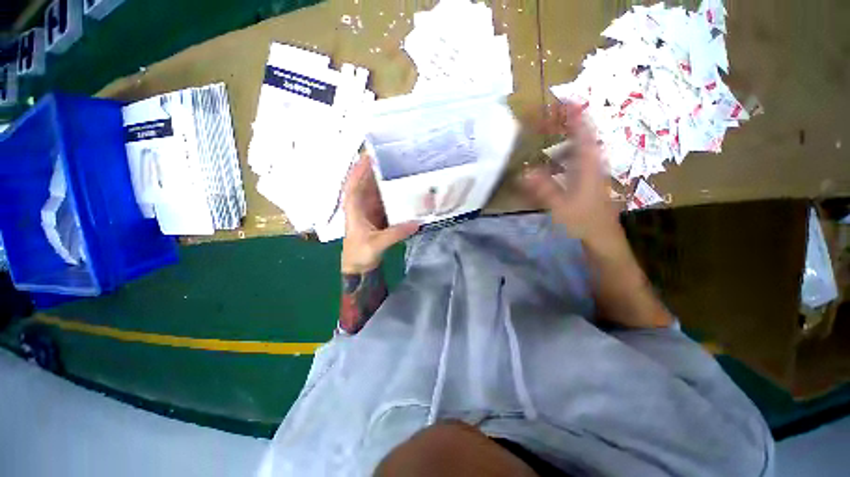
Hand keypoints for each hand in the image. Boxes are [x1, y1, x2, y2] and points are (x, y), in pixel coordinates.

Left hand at [341, 155, 419, 273]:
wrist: (360, 267)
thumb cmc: (360, 254)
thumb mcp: (376, 244)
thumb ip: (395, 233)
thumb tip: (417, 223)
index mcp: (354, 208)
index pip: (353, 182)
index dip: (359, 168)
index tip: (370, 154)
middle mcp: (361, 204)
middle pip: (366, 182)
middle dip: (376, 168)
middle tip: (393, 155)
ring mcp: (370, 209)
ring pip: (377, 189)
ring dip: (386, 179)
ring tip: (401, 166)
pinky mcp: (379, 214)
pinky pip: (386, 199)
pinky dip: (393, 193)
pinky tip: (404, 187)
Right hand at [520, 102, 621, 247]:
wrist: (602, 236)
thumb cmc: (584, 220)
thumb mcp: (561, 205)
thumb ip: (543, 189)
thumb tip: (525, 172)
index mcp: (589, 165)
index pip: (584, 134)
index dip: (577, 116)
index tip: (567, 99)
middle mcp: (592, 164)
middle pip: (582, 137)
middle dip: (567, 123)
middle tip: (549, 116)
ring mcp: (590, 172)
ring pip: (579, 148)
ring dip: (566, 138)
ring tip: (548, 132)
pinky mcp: (587, 181)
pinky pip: (576, 160)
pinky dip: (565, 154)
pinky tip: (552, 160)